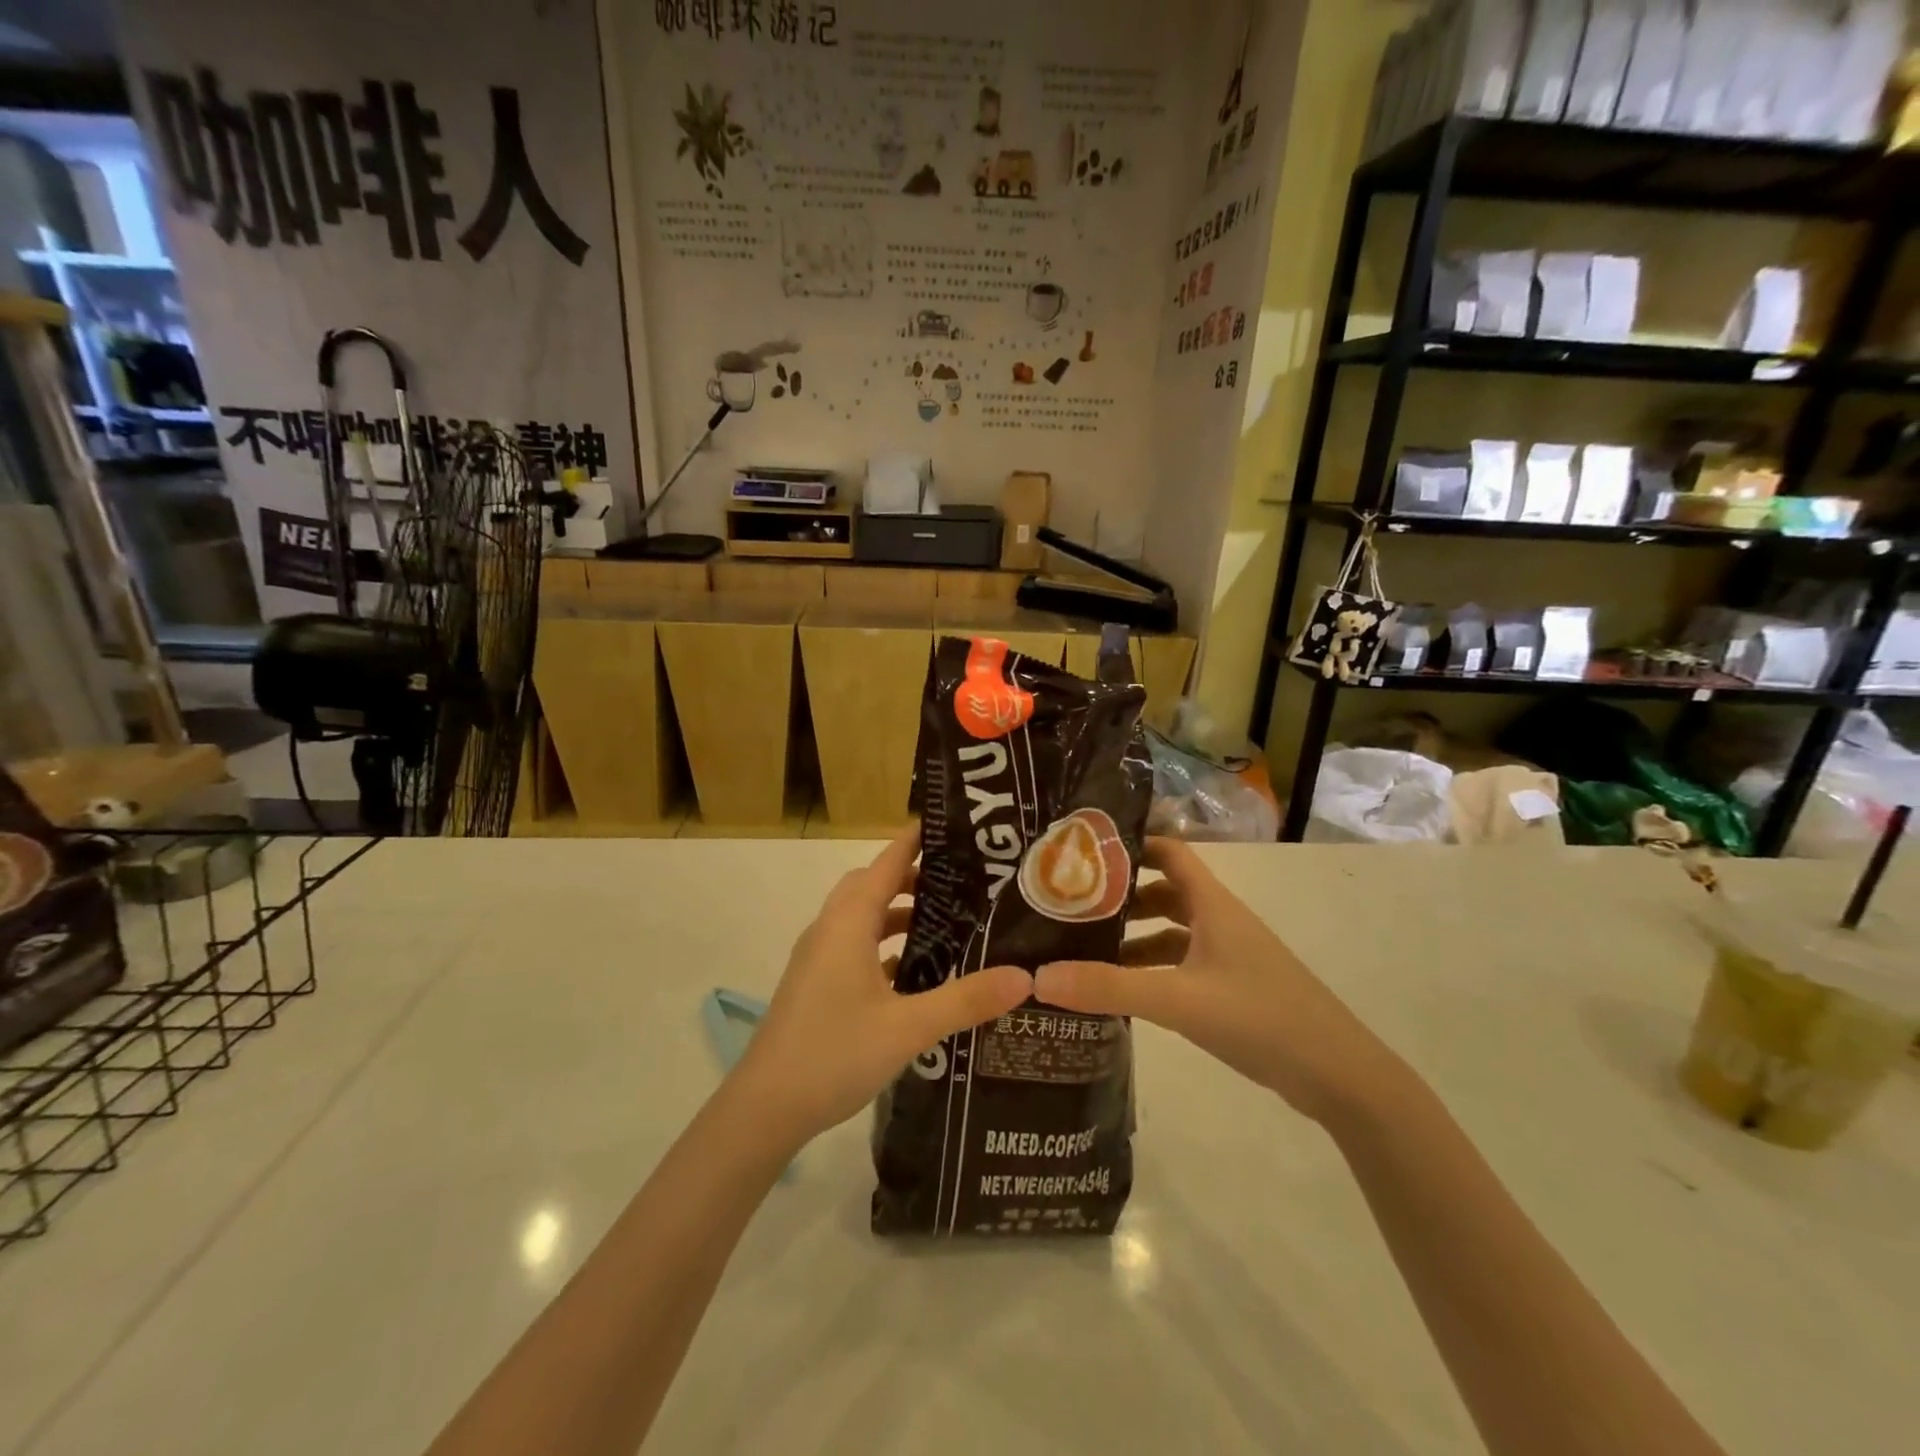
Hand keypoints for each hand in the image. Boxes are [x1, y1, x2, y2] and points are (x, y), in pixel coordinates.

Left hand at [731, 828, 1032, 1148]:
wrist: (765, 1108)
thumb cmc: (834, 1053)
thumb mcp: (909, 1027)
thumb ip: (966, 999)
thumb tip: (1023, 977)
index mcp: (848, 923)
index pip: (886, 862)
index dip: (916, 840)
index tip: (952, 827)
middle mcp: (830, 929)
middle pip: (872, 884)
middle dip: (912, 876)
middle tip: (960, 882)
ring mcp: (818, 957)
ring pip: (862, 917)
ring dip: (897, 913)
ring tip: (945, 924)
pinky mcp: (816, 983)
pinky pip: (855, 946)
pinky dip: (884, 944)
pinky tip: (914, 973)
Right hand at [1034, 838, 1403, 1126]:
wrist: (1339, 1076)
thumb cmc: (1260, 1017)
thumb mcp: (1178, 1000)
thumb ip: (1109, 987)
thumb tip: (1038, 976)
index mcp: (1212, 904)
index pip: (1168, 852)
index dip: (1130, 845)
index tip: (1083, 853)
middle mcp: (1220, 921)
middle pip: (1163, 892)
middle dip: (1120, 897)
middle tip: (1070, 907)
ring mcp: (1229, 956)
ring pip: (1171, 933)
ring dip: (1133, 938)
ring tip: (1084, 953)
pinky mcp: (1233, 989)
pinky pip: (1181, 966)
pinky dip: (1152, 971)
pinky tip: (1124, 993)